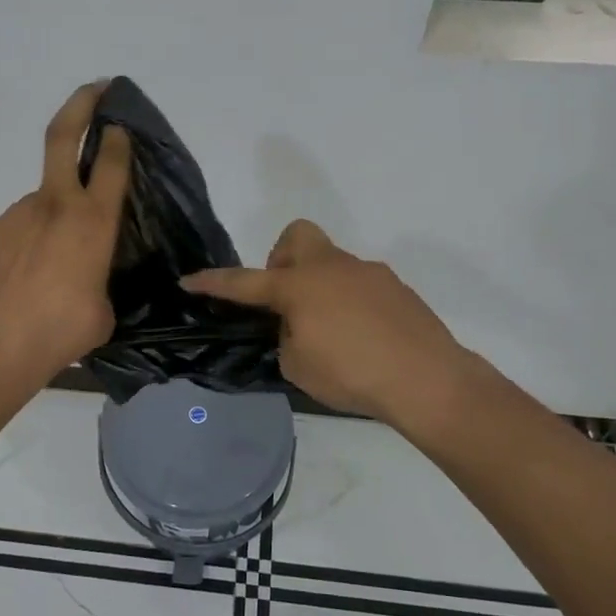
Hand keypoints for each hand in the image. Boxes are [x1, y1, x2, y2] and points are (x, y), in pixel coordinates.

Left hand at [0, 82, 131, 381]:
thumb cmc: (59, 330)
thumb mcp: (102, 310)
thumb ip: (100, 282)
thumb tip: (88, 282)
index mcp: (92, 221)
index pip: (112, 163)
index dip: (119, 137)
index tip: (121, 122)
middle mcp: (56, 205)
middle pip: (63, 136)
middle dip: (82, 104)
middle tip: (96, 87)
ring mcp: (19, 214)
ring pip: (45, 197)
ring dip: (57, 212)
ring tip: (60, 259)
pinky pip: (24, 226)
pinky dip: (35, 238)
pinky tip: (33, 273)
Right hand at [183, 220, 476, 424]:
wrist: (427, 379)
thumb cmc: (352, 374)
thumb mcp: (298, 366)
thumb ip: (286, 337)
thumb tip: (297, 325)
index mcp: (299, 286)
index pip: (244, 282)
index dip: (213, 282)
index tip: (188, 280)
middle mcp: (331, 267)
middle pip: (296, 236)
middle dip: (282, 260)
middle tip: (285, 299)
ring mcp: (367, 272)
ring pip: (330, 262)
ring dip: (319, 286)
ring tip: (329, 331)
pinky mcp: (395, 286)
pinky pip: (359, 283)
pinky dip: (349, 301)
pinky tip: (362, 337)